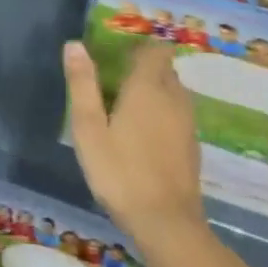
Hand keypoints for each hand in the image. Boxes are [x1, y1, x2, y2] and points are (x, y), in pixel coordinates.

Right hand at [63, 40, 204, 238]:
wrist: (166, 222)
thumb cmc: (119, 171)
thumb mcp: (89, 128)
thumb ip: (82, 85)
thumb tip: (75, 45)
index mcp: (148, 88)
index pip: (155, 50)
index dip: (138, 48)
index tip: (116, 57)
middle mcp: (174, 98)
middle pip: (165, 70)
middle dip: (143, 69)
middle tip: (113, 83)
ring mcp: (187, 123)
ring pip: (174, 92)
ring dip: (154, 91)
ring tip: (125, 109)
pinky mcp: (192, 145)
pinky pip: (178, 114)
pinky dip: (162, 114)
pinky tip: (142, 136)